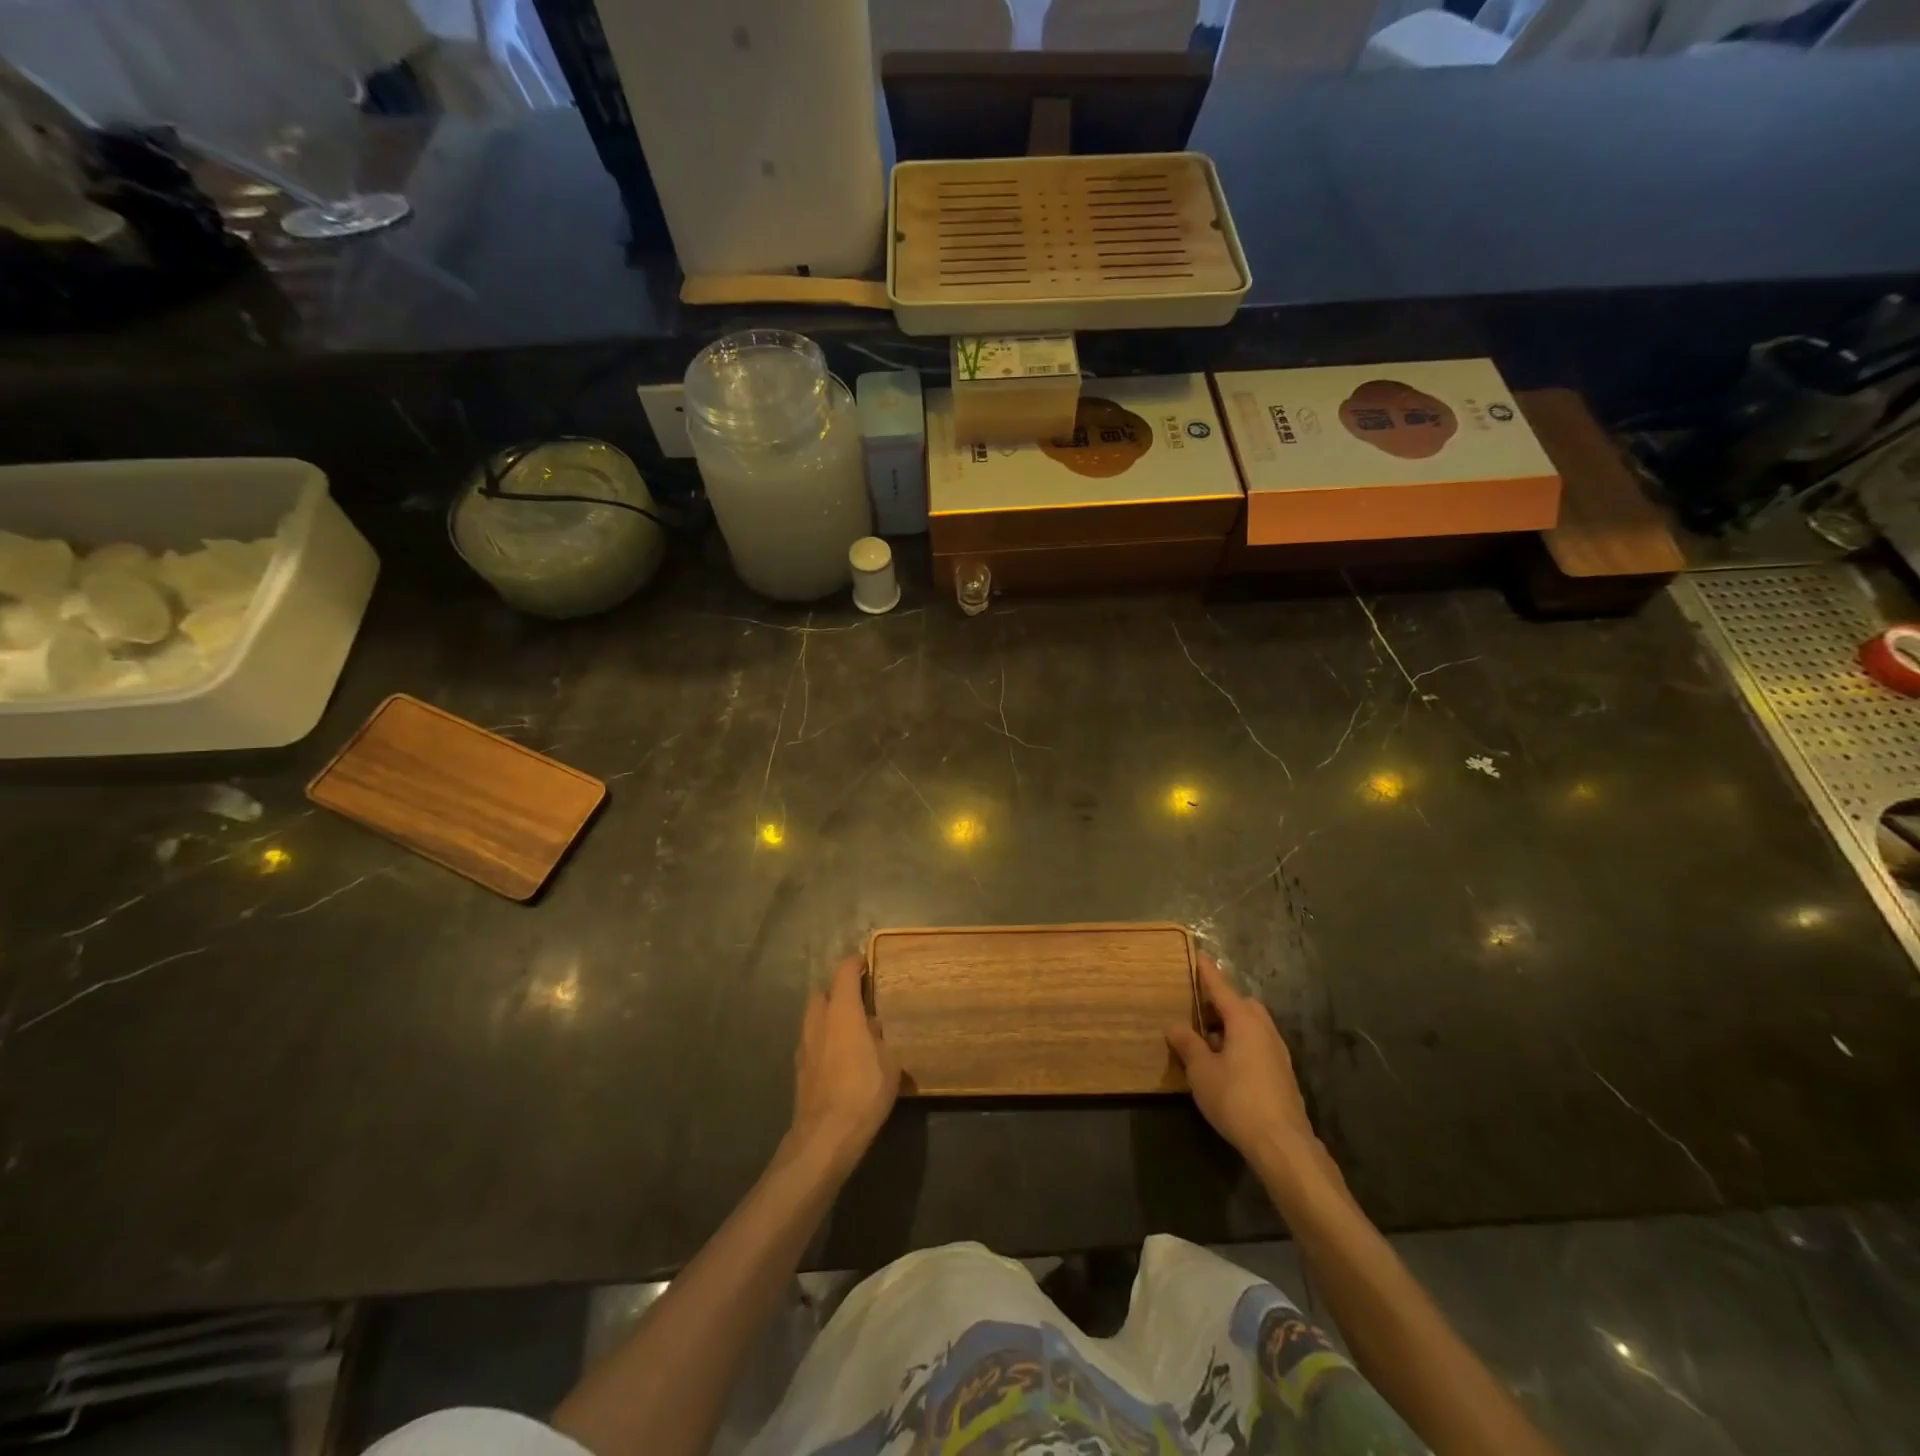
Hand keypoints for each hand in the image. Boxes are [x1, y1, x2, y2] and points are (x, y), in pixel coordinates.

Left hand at [788, 955, 900, 1174]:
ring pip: (813, 1017)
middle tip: (858, 1000)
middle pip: (822, 992)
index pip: (844, 972)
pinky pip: (812, 1041)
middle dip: (837, 991)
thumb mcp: (890, 1062)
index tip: (866, 962)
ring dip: (828, 1016)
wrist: (826, 1135)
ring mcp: (804, 1045)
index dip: (855, 963)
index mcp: (842, 1011)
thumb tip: (871, 1028)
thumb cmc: (864, 1091)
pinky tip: (840, 1057)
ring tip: (851, 1031)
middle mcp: (818, 1021)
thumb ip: (880, 1038)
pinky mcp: (799, 1068)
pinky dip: (824, 1039)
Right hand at [1167, 954, 1330, 1189]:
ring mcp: (1277, 1053)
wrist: (1282, 1144)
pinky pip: (1257, 1045)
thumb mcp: (1201, 1071)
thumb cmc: (1236, 1099)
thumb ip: (1188, 1044)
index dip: (1207, 972)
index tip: (1198, 954)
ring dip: (1231, 1027)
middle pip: (1241, 1005)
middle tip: (1197, 1009)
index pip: (1221, 988)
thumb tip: (1174, 1024)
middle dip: (1221, 1003)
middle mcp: (1264, 1030)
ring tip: (1206, 1041)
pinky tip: (1225, 1065)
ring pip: (1252, 1027)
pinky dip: (1240, 1044)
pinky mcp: (1282, 1075)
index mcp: (1244, 1021)